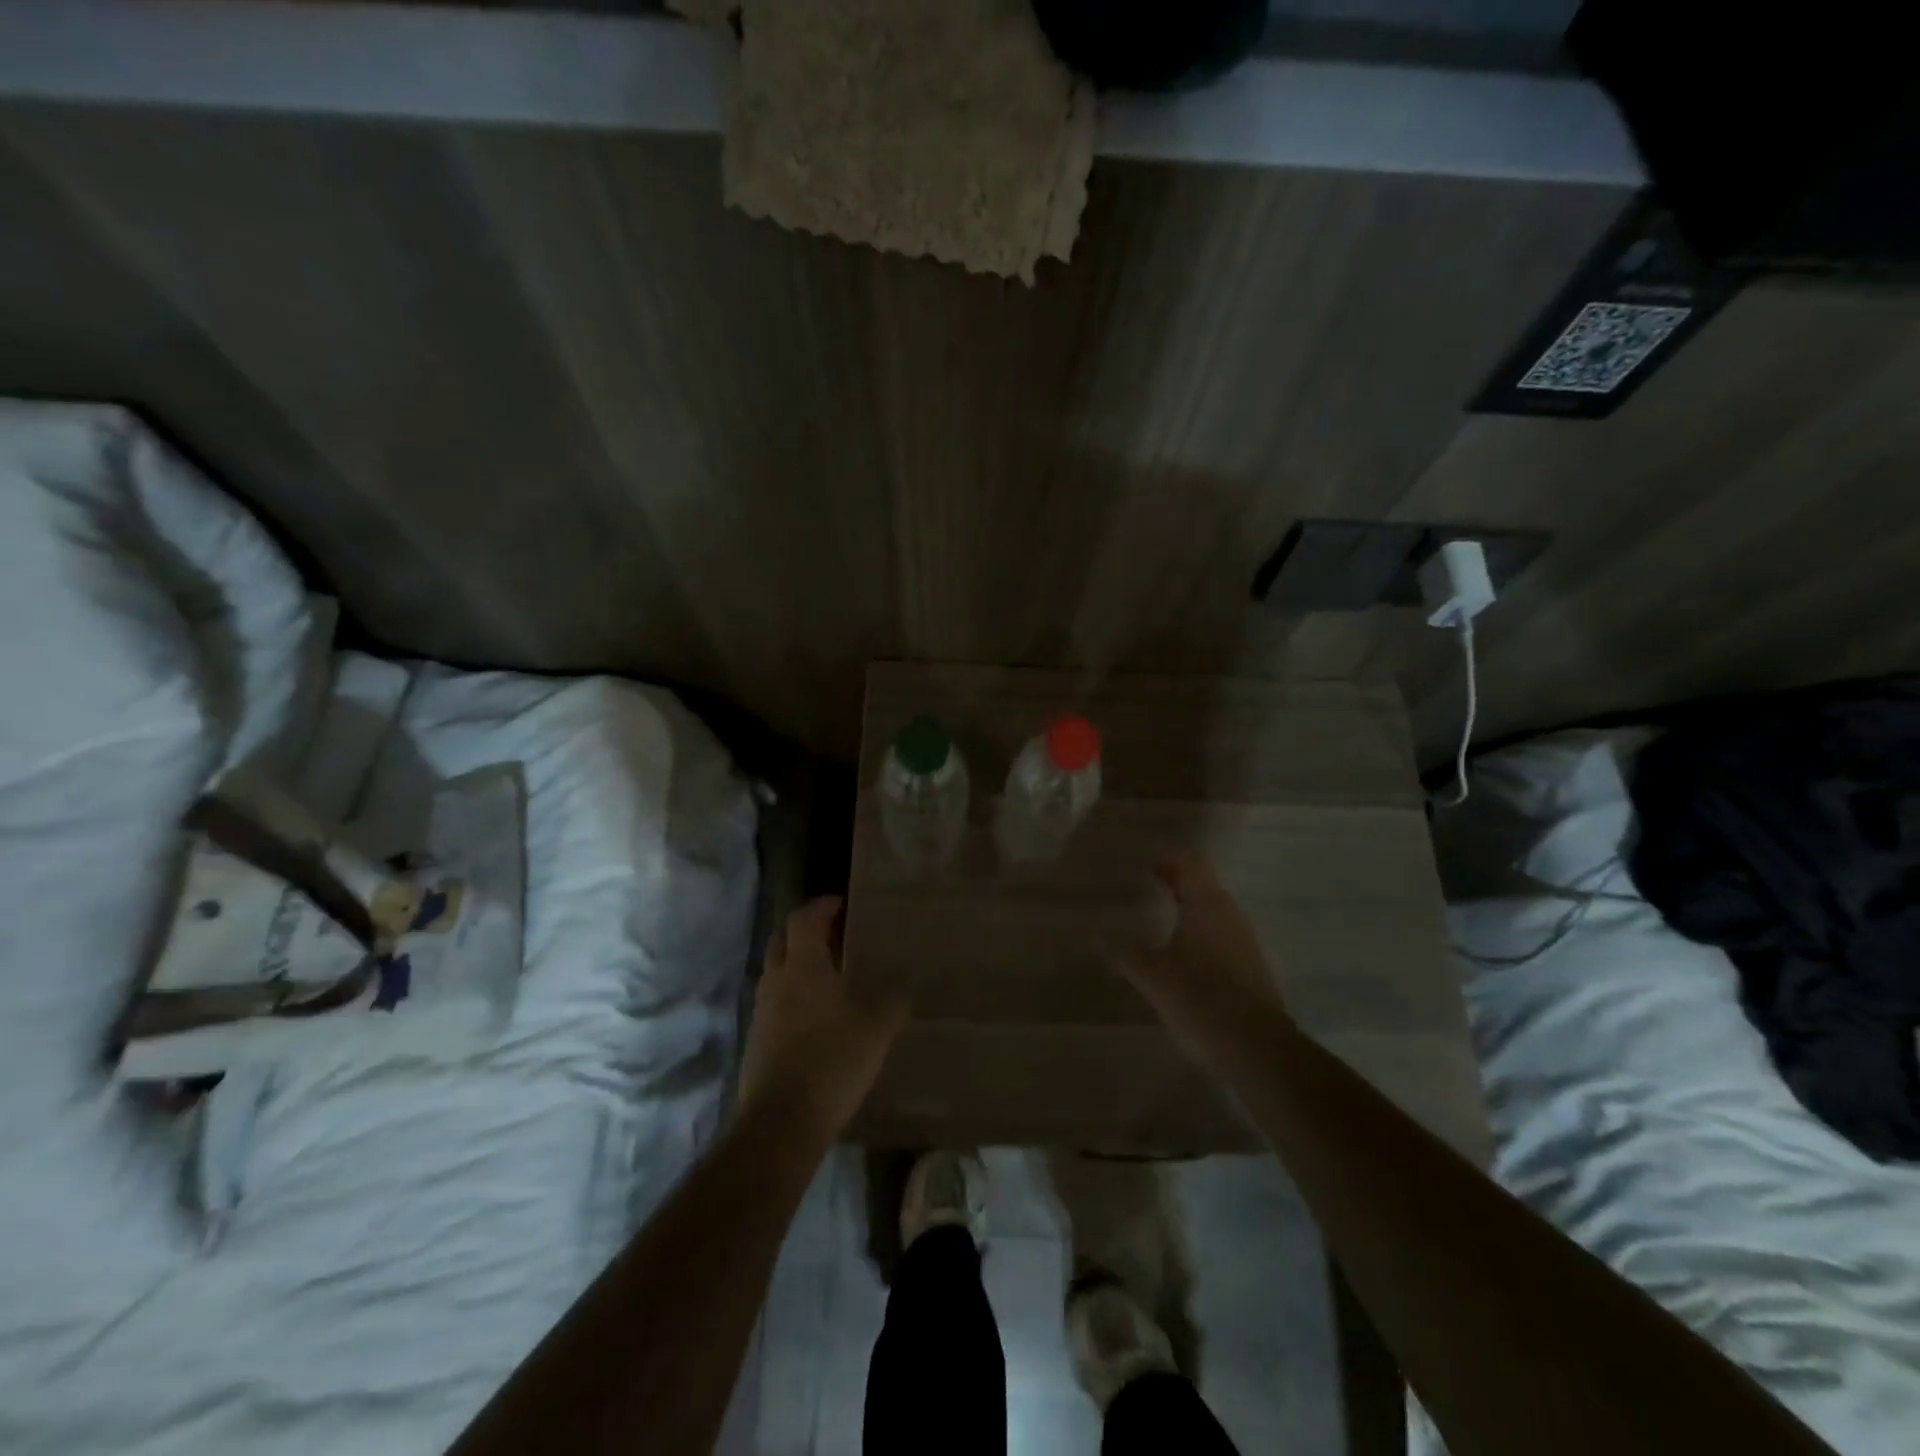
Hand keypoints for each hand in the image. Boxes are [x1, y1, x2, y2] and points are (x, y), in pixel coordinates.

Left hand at [738, 897, 909, 1140]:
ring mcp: (762, 1010)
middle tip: (835, 935)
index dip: (821, 906)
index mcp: (803, 964)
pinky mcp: (758, 1039)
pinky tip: (817, 1016)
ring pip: (777, 971)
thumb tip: (906, 978)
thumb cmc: (833, 1059)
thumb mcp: (878, 1024)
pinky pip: (775, 1001)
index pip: (804, 917)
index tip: (841, 904)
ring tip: (830, 975)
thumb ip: (894, 995)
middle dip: (805, 930)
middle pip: (782, 939)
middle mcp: (777, 978)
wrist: (782, 1121)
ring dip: (798, 963)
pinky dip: (793, 995)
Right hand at [1109, 852, 1291, 1059]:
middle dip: (1178, 883)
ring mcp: (1246, 941)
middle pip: (1205, 885)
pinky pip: (1224, 936)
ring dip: (1192, 910)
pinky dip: (1203, 935)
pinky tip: (1187, 959)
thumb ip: (1125, 953)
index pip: (1191, 863)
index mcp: (1206, 904)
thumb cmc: (1200, 998)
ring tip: (1164, 923)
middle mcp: (1230, 914)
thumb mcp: (1152, 977)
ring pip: (1216, 912)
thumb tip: (1095, 936)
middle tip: (1150, 889)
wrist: (1257, 1048)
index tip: (1147, 867)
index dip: (1169, 859)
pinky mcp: (1253, 967)